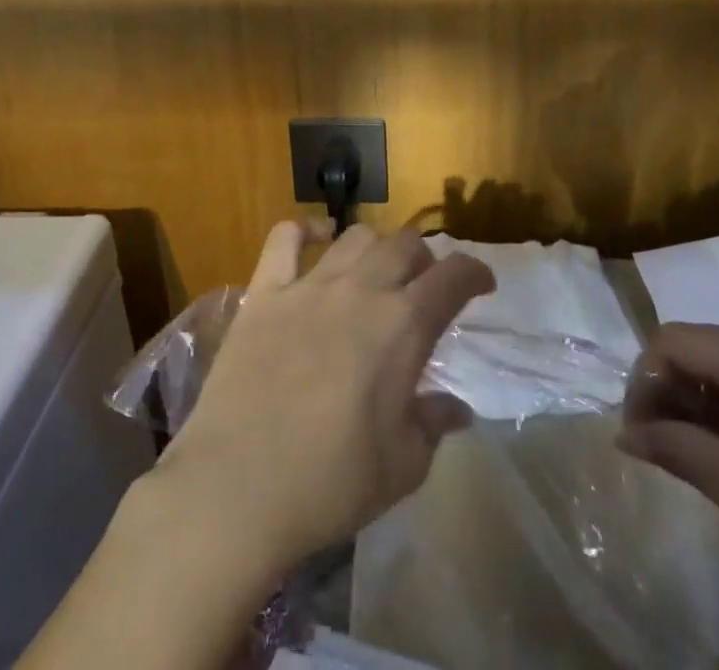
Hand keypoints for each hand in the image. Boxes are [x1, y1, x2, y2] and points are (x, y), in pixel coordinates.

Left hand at [158, 221, 496, 576]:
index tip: (481, 284)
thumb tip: (456, 408)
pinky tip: (316, 238)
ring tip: (375, 271)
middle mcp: (361, 290)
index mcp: (403, 326)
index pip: (454, 276)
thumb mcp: (402, 467)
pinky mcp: (265, 292)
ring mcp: (310, 285)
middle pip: (405, 244)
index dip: (475, 273)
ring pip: (355, 236)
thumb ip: (433, 425)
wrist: (237, 488)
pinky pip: (286, 239)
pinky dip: (305, 231)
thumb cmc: (329, 484)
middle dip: (425, 259)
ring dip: (376, 247)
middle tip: (424, 287)